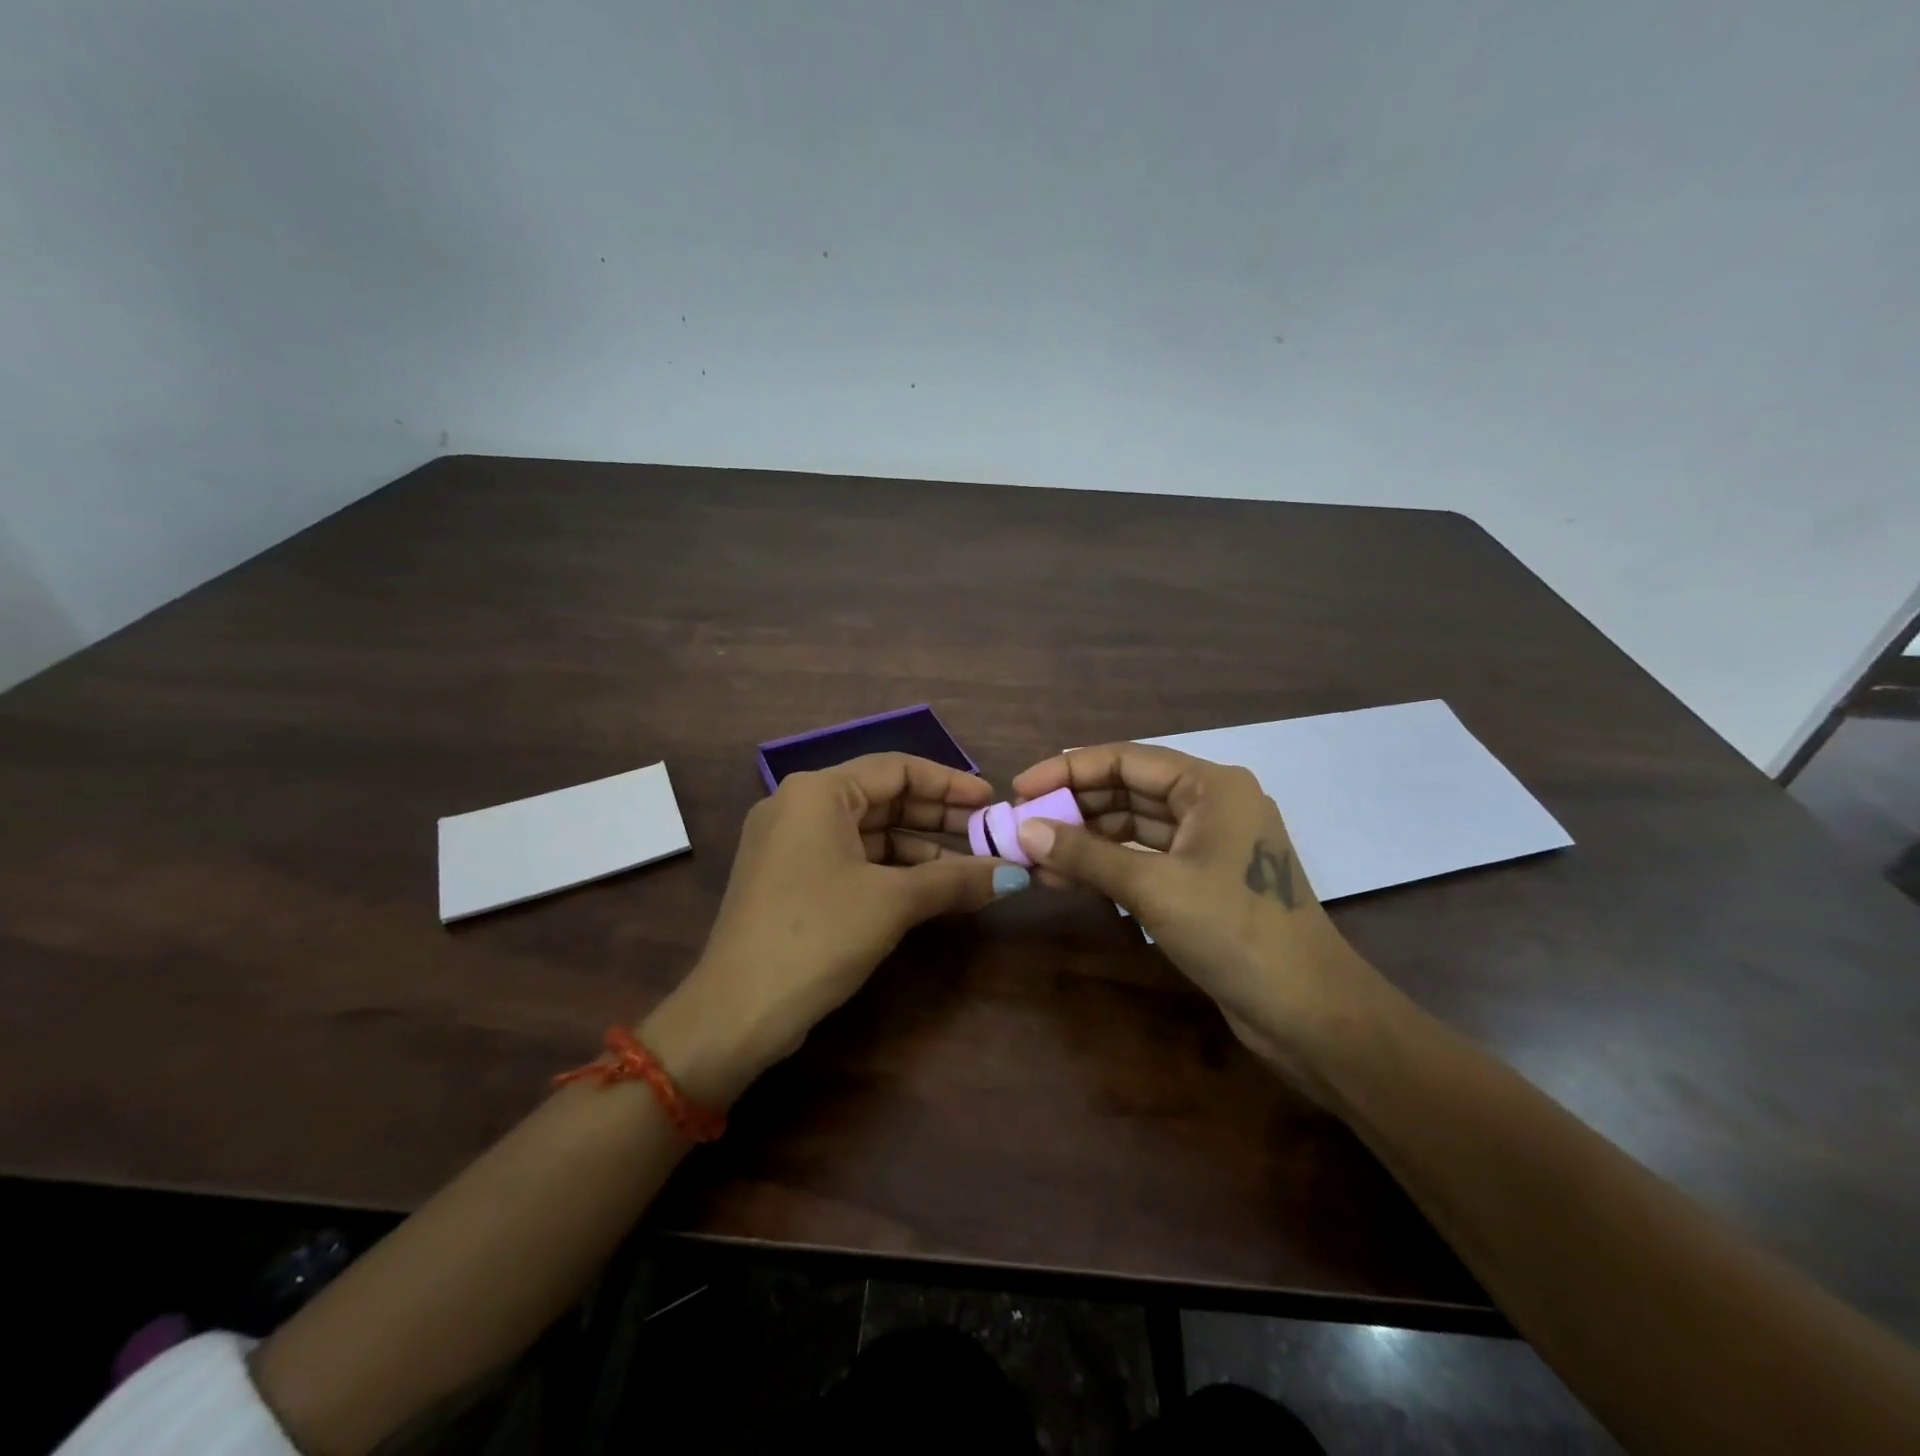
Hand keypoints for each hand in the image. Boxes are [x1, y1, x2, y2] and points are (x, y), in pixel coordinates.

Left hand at [644, 754, 1023, 1104]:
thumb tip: (1015, 875)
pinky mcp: (790, 878)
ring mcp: (790, 844)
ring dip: (919, 848)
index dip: (949, 783)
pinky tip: (929, 888)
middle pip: (883, 798)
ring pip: (868, 832)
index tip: (991, 801)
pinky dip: (891, 870)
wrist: (736, 1012)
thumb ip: (956, 880)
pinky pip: (851, 858)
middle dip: (937, 817)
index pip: (897, 768)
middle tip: (987, 835)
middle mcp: (799, 806)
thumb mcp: (893, 902)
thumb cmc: (817, 935)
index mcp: (817, 792)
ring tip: (969, 867)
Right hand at [1009, 743, 1390, 1090]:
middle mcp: (1211, 805)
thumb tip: (1025, 830)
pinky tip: (1066, 878)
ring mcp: (1208, 845)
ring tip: (1033, 856)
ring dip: (1085, 840)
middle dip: (1073, 807)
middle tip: (1021, 825)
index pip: (1126, 760)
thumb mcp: (1154, 887)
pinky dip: (1107, 866)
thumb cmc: (1235, 932)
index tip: (1021, 788)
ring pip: (1133, 827)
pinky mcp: (1203, 881)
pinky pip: (1145, 859)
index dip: (1068, 770)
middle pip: (1128, 790)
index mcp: (1211, 786)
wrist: (1308, 1012)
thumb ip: (1086, 855)